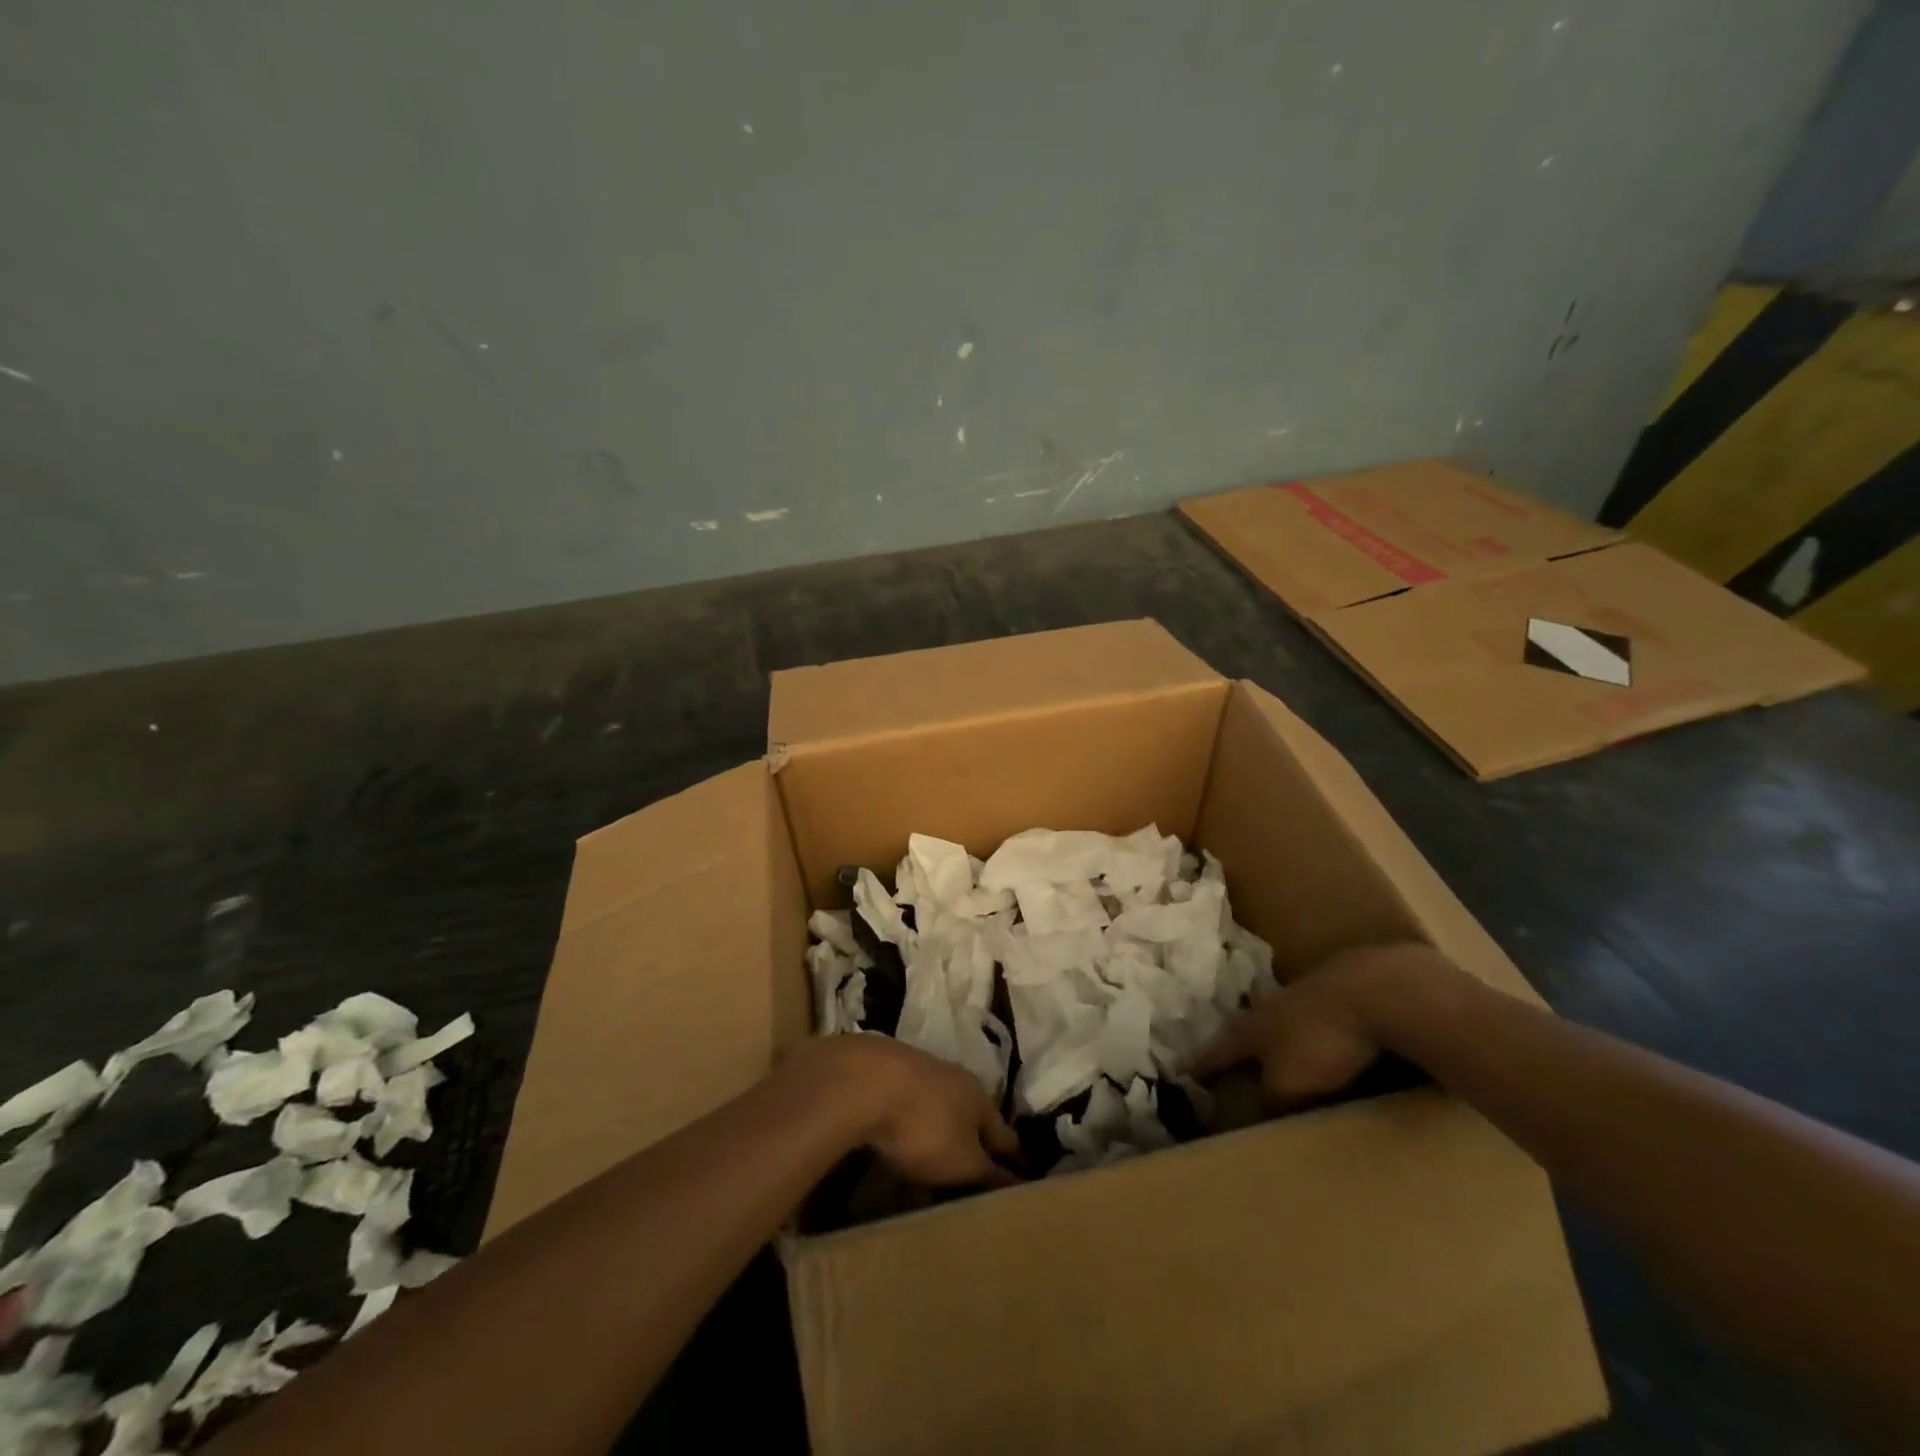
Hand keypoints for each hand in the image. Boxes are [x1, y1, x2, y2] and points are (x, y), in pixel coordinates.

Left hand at [800, 1036, 1023, 1189]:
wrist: (865, 1081)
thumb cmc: (925, 1126)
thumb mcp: (963, 1162)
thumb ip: (990, 1175)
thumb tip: (1020, 1186)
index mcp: (981, 1098)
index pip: (1005, 1136)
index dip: (1014, 1161)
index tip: (1021, 1180)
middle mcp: (956, 1080)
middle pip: (972, 1120)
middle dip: (973, 1148)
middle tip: (974, 1182)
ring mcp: (921, 1073)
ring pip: (939, 1113)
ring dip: (940, 1139)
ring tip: (933, 1171)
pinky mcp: (888, 1075)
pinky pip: (909, 1112)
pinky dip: (911, 1131)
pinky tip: (899, 1148)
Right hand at [1191, 944, 1450, 1105]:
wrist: (1378, 991)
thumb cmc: (1321, 1042)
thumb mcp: (1288, 1085)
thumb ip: (1269, 1099)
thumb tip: (1255, 1110)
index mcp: (1250, 1028)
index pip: (1217, 1051)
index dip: (1201, 1065)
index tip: (1184, 1073)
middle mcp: (1270, 1007)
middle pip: (1248, 1031)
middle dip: (1242, 1048)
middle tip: (1234, 1065)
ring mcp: (1307, 996)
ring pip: (1284, 1022)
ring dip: (1281, 1040)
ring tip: (1282, 1059)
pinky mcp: (1343, 994)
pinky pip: (1321, 1021)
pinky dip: (1317, 1036)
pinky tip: (1329, 1046)